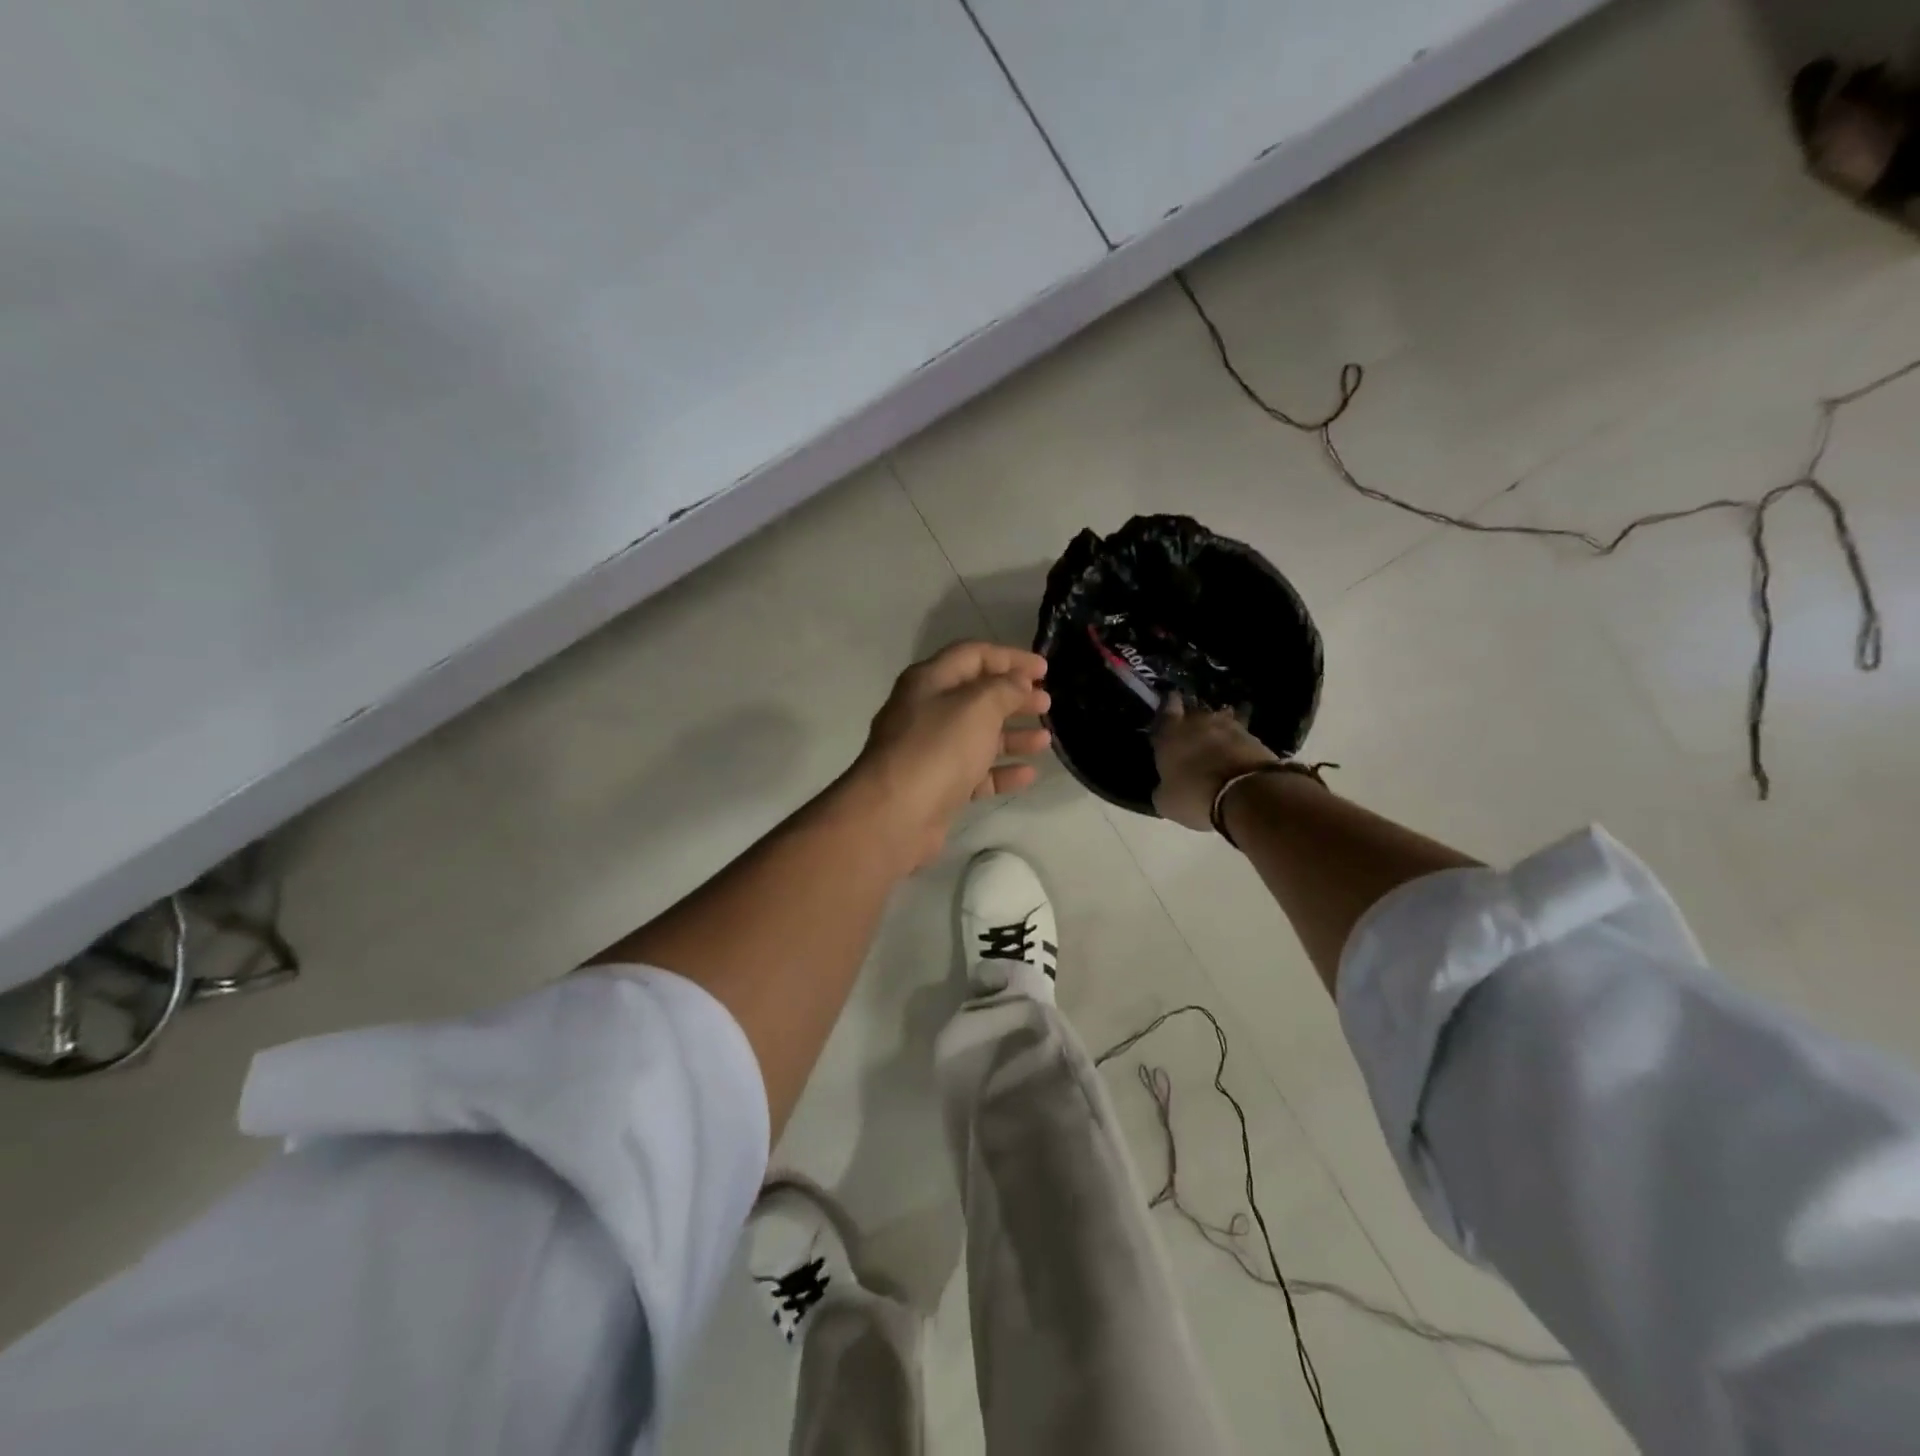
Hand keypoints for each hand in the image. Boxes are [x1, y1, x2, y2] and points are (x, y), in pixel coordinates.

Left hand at [849, 642, 1050, 868]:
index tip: (1044, 669)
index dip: (1010, 657)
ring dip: (1012, 734)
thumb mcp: (977, 707)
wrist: (895, 815)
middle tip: (1047, 702)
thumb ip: (1003, 688)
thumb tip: (1017, 681)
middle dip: (1013, 696)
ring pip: (978, 735)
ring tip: (1045, 739)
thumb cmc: (938, 748)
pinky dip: (1001, 770)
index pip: (973, 655)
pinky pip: (975, 772)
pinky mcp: (938, 786)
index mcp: (929, 681)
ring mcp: (930, 750)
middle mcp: (926, 711)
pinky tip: (1029, 774)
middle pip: (976, 695)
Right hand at [1151, 694, 1279, 830]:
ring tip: (1216, 742)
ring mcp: (1230, 726)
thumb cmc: (1195, 795)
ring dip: (1217, 728)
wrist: (1247, 795)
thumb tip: (1163, 787)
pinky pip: (1241, 735)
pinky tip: (1236, 754)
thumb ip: (1162, 788)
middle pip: (1194, 711)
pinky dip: (1237, 742)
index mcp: (1170, 732)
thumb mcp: (1166, 801)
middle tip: (1191, 732)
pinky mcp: (1255, 737)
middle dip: (1192, 719)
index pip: (1166, 707)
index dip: (1168, 706)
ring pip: (1221, 719)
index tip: (1169, 706)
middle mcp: (1198, 721)